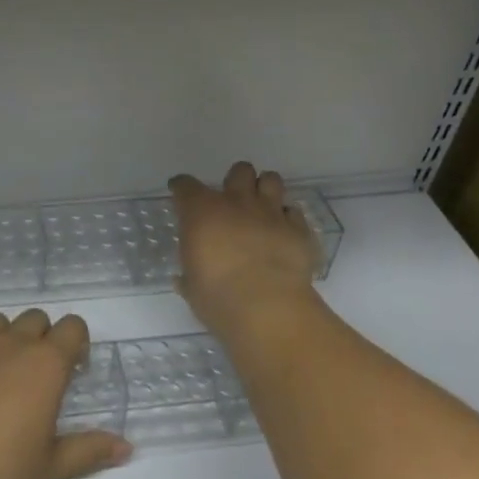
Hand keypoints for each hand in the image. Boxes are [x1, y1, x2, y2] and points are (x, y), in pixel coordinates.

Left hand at [0, 310, 131, 478]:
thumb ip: (88, 449)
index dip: (75, 343)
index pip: (73, 327)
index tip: (70, 368)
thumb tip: (126, 446)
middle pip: (34, 319)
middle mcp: (11, 341)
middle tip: (30, 374)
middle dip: (38, 338)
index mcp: (46, 363)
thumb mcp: (49, 465)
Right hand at [170, 162, 322, 335]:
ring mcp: (271, 212)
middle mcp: (237, 202)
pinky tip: (284, 233)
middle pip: (239, 171)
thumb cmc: (217, 297)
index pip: (185, 186)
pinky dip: (288, 219)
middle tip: (232, 201)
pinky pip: (294, 212)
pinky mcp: (299, 229)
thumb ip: (189, 275)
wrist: (267, 307)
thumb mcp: (192, 287)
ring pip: (271, 180)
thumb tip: (184, 278)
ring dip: (265, 189)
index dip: (181, 188)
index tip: (179, 193)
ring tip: (261, 207)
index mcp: (202, 212)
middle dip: (235, 181)